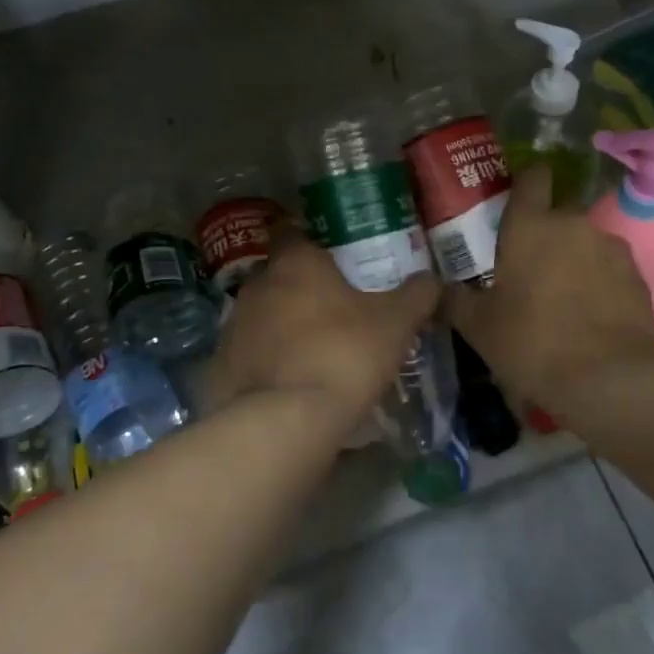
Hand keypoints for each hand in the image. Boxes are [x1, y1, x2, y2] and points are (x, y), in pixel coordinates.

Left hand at [207, 226, 438, 427]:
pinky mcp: (220, 366)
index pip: (293, 232)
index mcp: (295, 263)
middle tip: (332, 309)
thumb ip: (416, 295)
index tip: (332, 257)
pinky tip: (288, 384)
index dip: (311, 241)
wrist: (284, 422)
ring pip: (261, 316)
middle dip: (301, 289)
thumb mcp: (395, 324)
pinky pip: (248, 355)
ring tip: (312, 351)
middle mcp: (257, 285)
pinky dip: (266, 363)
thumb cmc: (344, 355)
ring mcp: (233, 326)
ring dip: (281, 327)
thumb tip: (432, 279)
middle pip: (278, 276)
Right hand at [447, 165, 653, 414]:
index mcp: (529, 226)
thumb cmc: (531, 343)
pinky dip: (601, 281)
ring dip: (575, 258)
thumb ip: (456, 299)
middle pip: (559, 212)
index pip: (532, 177)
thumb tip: (439, 288)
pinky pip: (611, 267)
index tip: (520, 196)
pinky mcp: (638, 275)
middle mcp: (573, 223)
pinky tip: (592, 313)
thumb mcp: (478, 327)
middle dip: (547, 231)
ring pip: (587, 241)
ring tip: (565, 296)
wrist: (608, 380)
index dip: (527, 181)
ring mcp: (610, 247)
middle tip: (532, 265)